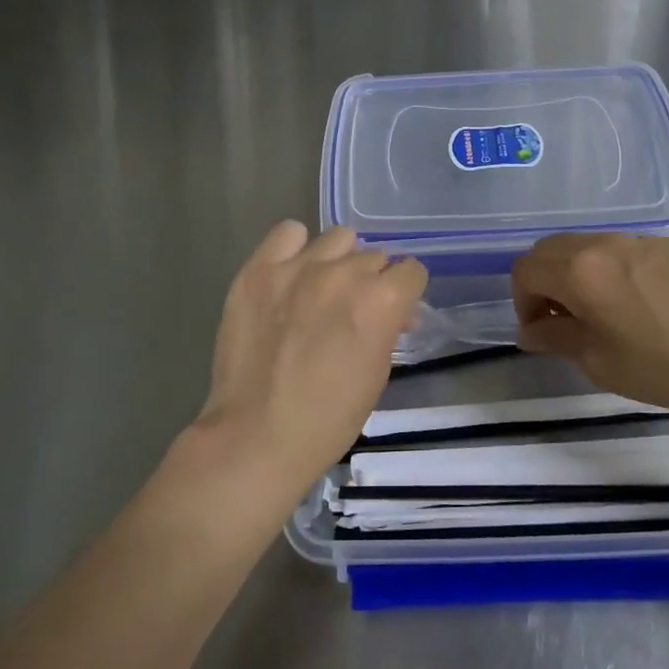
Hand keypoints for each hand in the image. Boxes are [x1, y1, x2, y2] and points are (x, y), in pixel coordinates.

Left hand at [192, 222, 426, 508]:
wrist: (256, 435)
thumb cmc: (328, 418)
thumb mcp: (377, 374)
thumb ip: (388, 328)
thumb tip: (394, 310)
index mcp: (380, 301)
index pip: (411, 271)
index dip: (405, 294)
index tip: (394, 312)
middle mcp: (343, 273)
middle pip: (374, 256)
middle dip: (372, 281)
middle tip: (352, 310)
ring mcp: (298, 267)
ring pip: (337, 238)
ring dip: (339, 261)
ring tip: (321, 289)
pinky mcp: (260, 269)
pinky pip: (288, 233)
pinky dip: (295, 249)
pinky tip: (290, 275)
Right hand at [511, 233, 668, 411]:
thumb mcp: (603, 364)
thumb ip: (558, 340)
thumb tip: (531, 331)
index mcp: (581, 271)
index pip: (526, 270)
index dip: (522, 302)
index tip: (542, 332)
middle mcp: (604, 244)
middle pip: (551, 249)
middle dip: (544, 283)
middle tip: (564, 321)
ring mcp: (640, 239)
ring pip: (587, 246)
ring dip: (576, 274)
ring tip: (602, 313)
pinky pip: (623, 250)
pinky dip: (611, 270)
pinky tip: (642, 304)